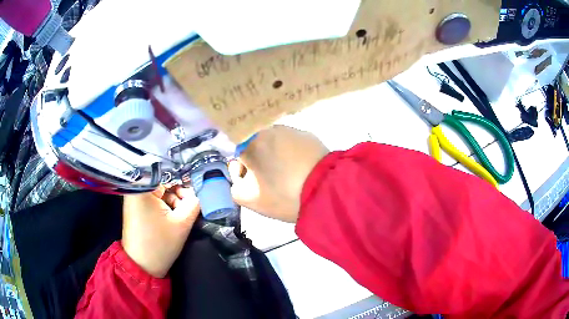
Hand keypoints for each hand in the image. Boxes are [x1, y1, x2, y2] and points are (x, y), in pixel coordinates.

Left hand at [122, 185, 199, 277]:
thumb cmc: (160, 243)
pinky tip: (172, 216)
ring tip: (181, 215)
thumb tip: (200, 190)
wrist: (142, 266)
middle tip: (189, 205)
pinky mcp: (135, 207)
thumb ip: (194, 202)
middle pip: (163, 181)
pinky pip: (153, 198)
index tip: (195, 191)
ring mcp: (134, 198)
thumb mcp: (182, 222)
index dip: (184, 180)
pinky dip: (164, 205)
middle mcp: (135, 188)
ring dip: (173, 200)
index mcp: (143, 187)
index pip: (168, 172)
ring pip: (159, 190)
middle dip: (178, 192)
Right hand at [229, 125, 328, 222]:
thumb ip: (235, 185)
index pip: (236, 152)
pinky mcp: (308, 135)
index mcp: (250, 143)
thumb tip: (242, 174)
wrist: (326, 190)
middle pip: (255, 145)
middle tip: (271, 179)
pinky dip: (292, 153)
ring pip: (274, 143)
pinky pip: (292, 143)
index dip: (241, 167)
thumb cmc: (284, 195)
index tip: (250, 180)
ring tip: (289, 174)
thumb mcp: (249, 199)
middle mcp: (268, 129)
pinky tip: (302, 168)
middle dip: (259, 161)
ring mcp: (290, 129)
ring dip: (276, 155)